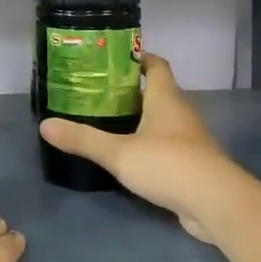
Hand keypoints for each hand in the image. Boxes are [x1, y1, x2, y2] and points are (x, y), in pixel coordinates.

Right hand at [40, 53, 231, 241]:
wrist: (216, 204)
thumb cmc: (168, 164)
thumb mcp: (118, 152)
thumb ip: (83, 139)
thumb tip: (44, 125)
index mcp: (166, 98)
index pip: (156, 65)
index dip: (138, 57)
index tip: (113, 58)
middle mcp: (181, 113)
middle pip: (158, 92)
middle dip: (131, 90)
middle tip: (98, 92)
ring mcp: (190, 140)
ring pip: (162, 120)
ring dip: (140, 119)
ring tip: (107, 122)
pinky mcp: (192, 165)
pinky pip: (167, 146)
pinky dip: (149, 145)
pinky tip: (129, 156)